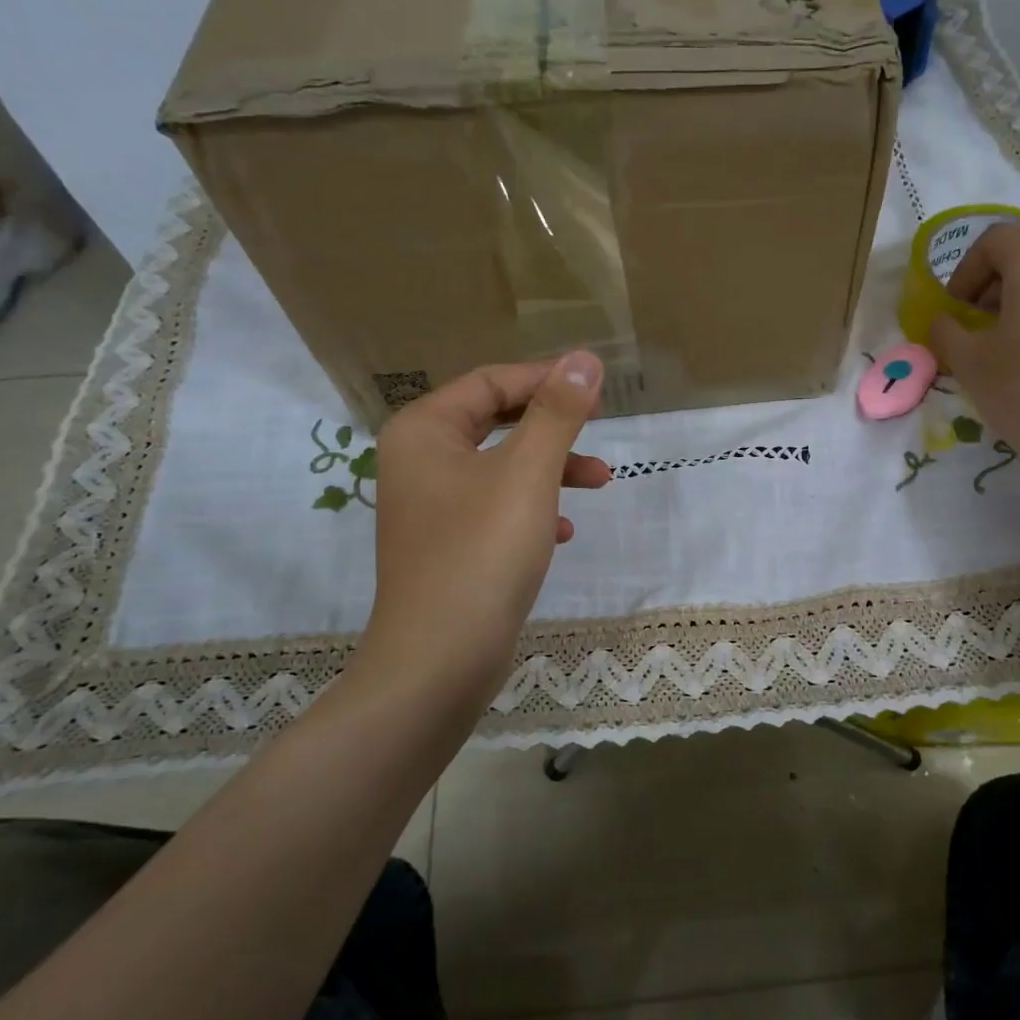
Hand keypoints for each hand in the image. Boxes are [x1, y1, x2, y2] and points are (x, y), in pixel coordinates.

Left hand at [352, 354, 609, 740]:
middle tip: (599, 428)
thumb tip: (585, 359)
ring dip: (551, 469)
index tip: (598, 388)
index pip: (491, 382)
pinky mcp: (447, 545)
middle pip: (495, 422)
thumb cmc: (482, 553)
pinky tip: (564, 533)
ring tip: (601, 484)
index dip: (546, 379)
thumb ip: (557, 412)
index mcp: (424, 431)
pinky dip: (532, 510)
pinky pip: (495, 508)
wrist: (440, 660)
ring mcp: (430, 507)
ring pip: (501, 468)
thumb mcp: (529, 473)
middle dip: (553, 427)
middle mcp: (419, 461)